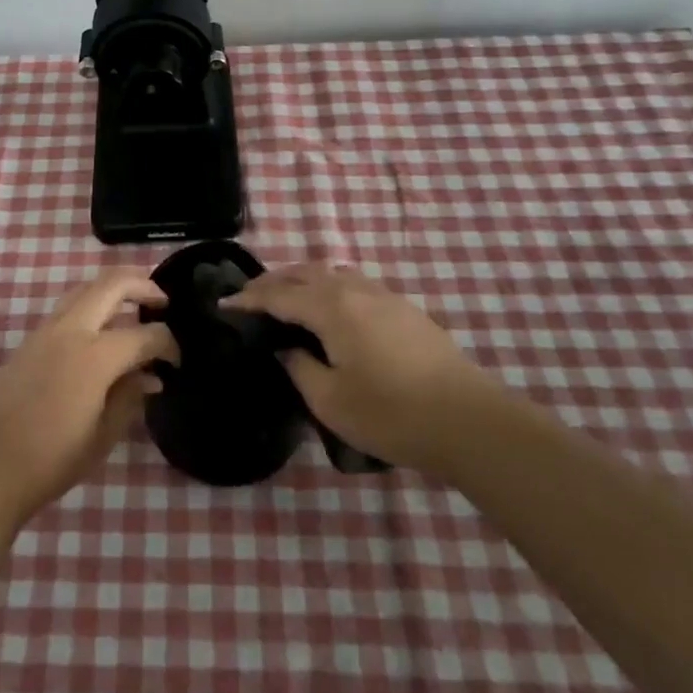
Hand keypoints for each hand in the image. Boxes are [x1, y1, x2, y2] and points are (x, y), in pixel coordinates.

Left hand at [0, 269, 177, 520]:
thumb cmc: (53, 458)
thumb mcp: (103, 434)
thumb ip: (131, 397)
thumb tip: (151, 377)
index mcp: (95, 355)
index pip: (144, 334)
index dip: (168, 344)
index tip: (176, 361)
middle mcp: (71, 330)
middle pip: (112, 284)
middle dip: (143, 285)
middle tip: (162, 301)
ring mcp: (46, 330)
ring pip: (85, 288)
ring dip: (113, 289)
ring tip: (133, 306)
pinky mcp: (29, 340)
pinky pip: (67, 307)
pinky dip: (91, 304)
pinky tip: (100, 330)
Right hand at [226, 264, 492, 473]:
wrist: (468, 420)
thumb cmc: (391, 413)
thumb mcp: (330, 400)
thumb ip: (299, 367)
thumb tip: (286, 348)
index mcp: (331, 307)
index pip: (278, 295)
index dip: (248, 299)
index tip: (224, 304)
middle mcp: (355, 290)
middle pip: (305, 273)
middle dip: (273, 281)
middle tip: (250, 297)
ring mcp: (384, 295)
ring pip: (332, 273)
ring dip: (303, 279)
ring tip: (287, 297)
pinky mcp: (405, 308)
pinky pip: (354, 283)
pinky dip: (330, 286)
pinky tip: (331, 308)